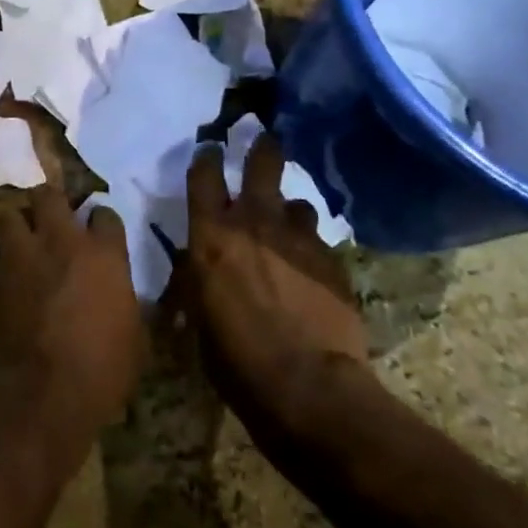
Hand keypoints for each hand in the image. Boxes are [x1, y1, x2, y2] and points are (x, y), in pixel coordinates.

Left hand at [0, 187, 145, 435]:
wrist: (35, 400)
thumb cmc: (99, 375)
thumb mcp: (135, 344)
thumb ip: (129, 307)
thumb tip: (129, 300)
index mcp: (102, 255)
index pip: (105, 215)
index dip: (102, 224)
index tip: (100, 235)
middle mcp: (58, 242)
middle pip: (49, 196)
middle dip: (50, 204)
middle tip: (51, 221)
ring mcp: (17, 257)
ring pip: (9, 217)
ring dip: (15, 229)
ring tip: (19, 246)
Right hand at [176, 131, 368, 427]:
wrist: (306, 386)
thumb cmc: (235, 358)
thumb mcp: (198, 316)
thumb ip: (197, 277)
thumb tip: (196, 264)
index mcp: (211, 235)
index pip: (203, 176)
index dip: (206, 158)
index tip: (209, 149)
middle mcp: (254, 223)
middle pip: (261, 164)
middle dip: (261, 149)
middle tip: (264, 140)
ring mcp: (298, 238)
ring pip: (295, 203)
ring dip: (288, 210)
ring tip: (288, 226)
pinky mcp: (332, 260)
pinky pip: (318, 240)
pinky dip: (310, 246)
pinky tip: (310, 269)